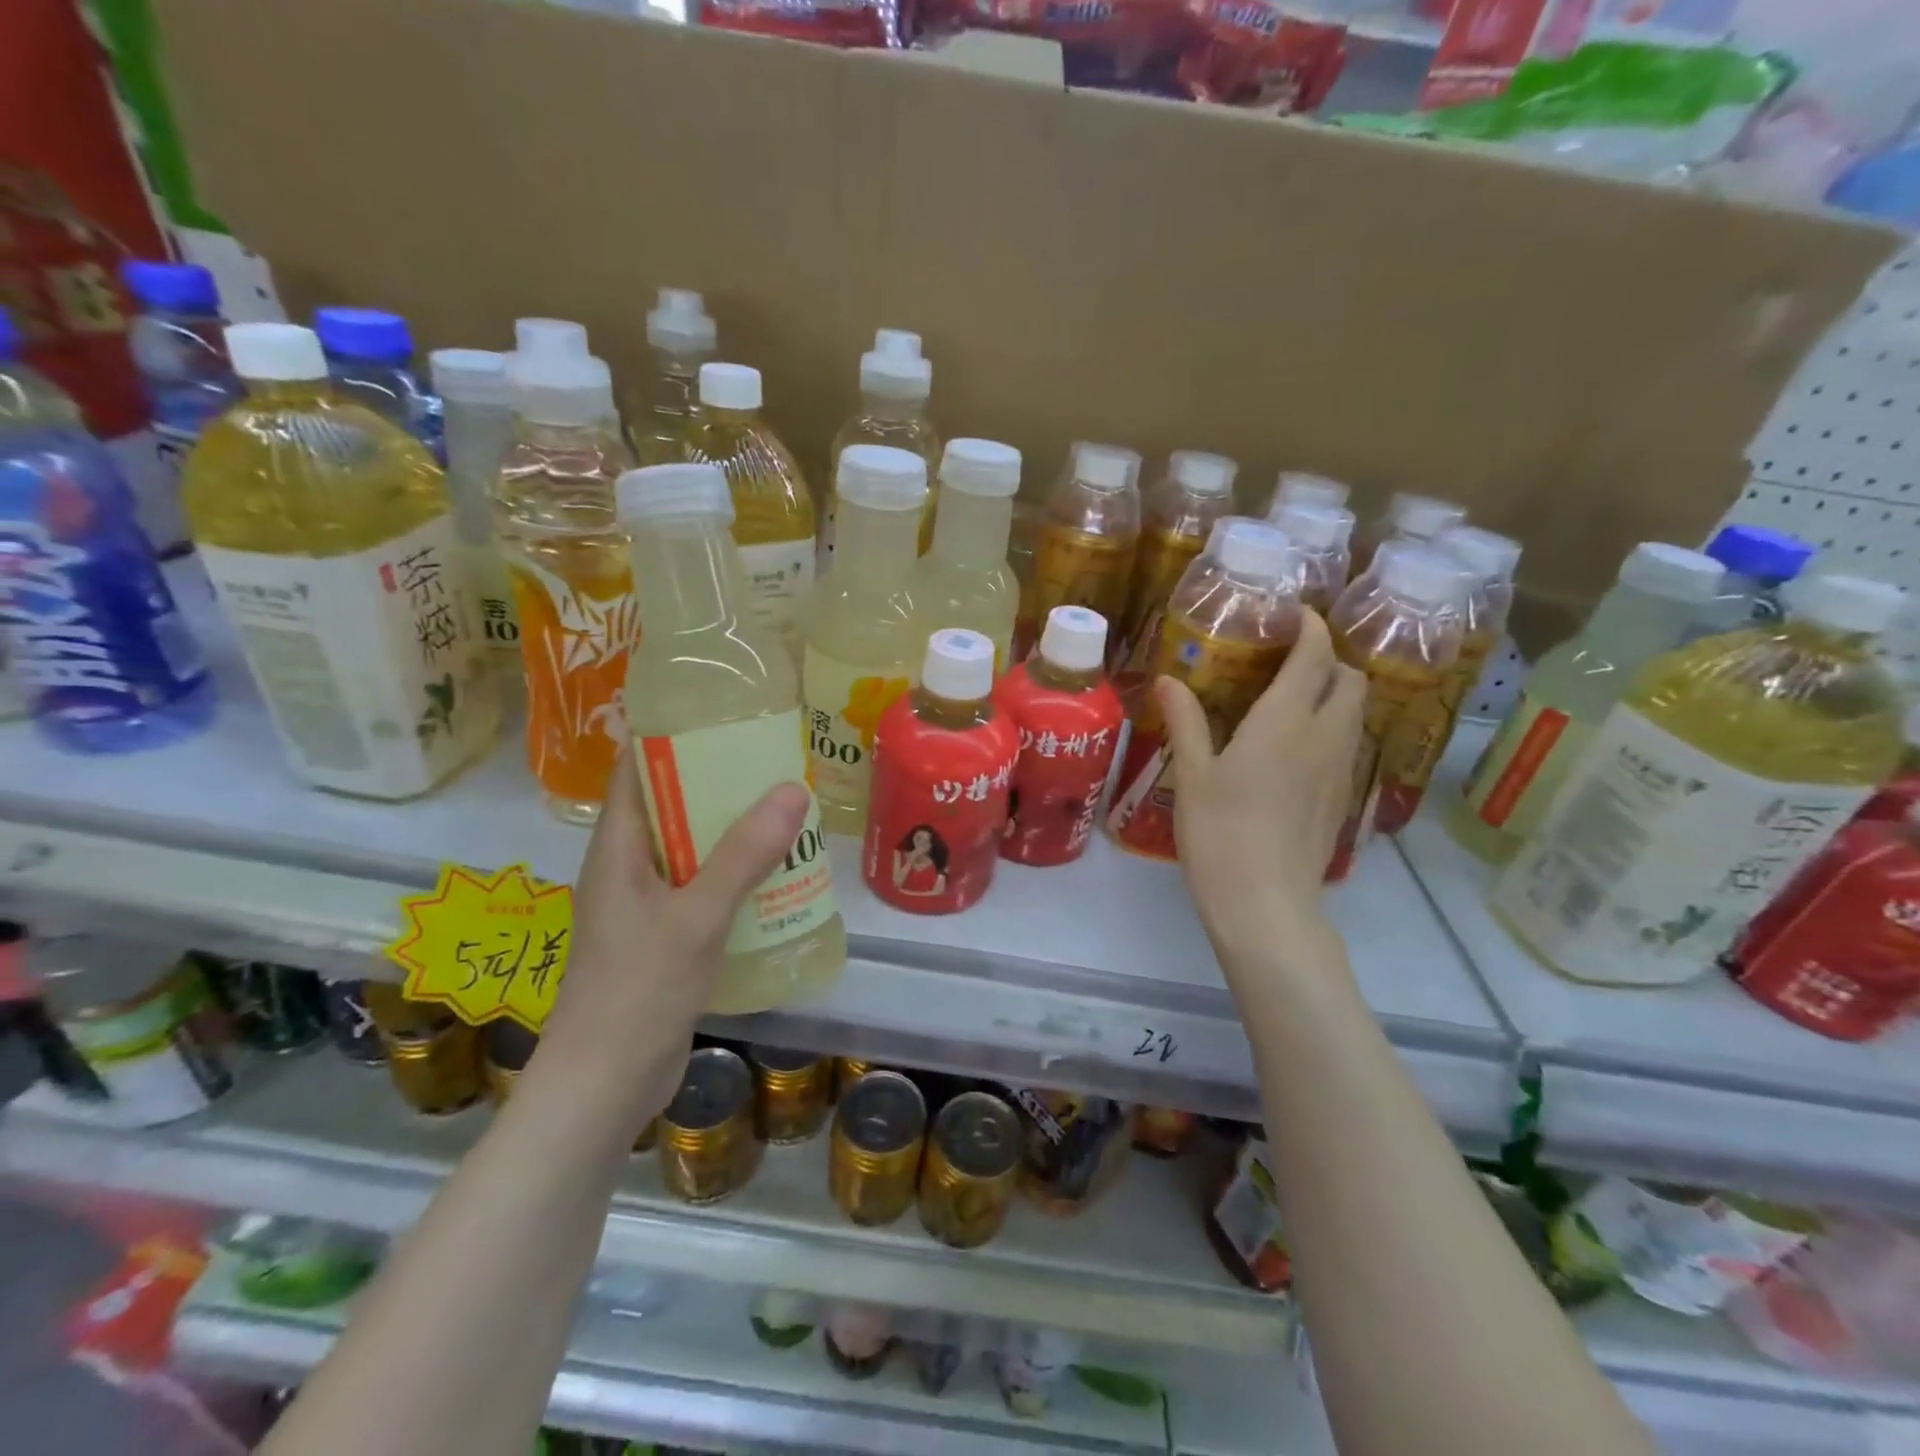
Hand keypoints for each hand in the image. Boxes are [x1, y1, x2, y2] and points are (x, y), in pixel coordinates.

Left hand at [535, 744, 809, 1130]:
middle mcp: (628, 869)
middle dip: (719, 784)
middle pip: (671, 808)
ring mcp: (646, 906)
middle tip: (776, 762)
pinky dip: (736, 875)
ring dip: (733, 832)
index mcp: (618, 849)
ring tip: (788, 810)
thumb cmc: (638, 990)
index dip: (672, 739)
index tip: (725, 717)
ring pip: (692, 851)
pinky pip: (703, 889)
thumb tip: (792, 788)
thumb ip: (744, 854)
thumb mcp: (697, 916)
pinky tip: (778, 875)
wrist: (605, 1085)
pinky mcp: (665, 938)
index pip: (637, 772)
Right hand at [1157, 609, 1364, 969]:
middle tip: (1288, 660)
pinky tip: (1295, 748)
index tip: (1292, 613)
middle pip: (1351, 679)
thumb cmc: (1219, 833)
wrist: (1265, 903)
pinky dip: (1331, 727)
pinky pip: (1347, 743)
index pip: (1315, 655)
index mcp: (1285, 722)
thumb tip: (1168, 680)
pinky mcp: (1342, 798)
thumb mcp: (1192, 775)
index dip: (1310, 626)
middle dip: (1329, 658)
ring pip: (1354, 713)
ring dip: (1334, 693)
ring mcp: (1340, 769)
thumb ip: (1186, 721)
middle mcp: (1324, 737)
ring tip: (1292, 699)